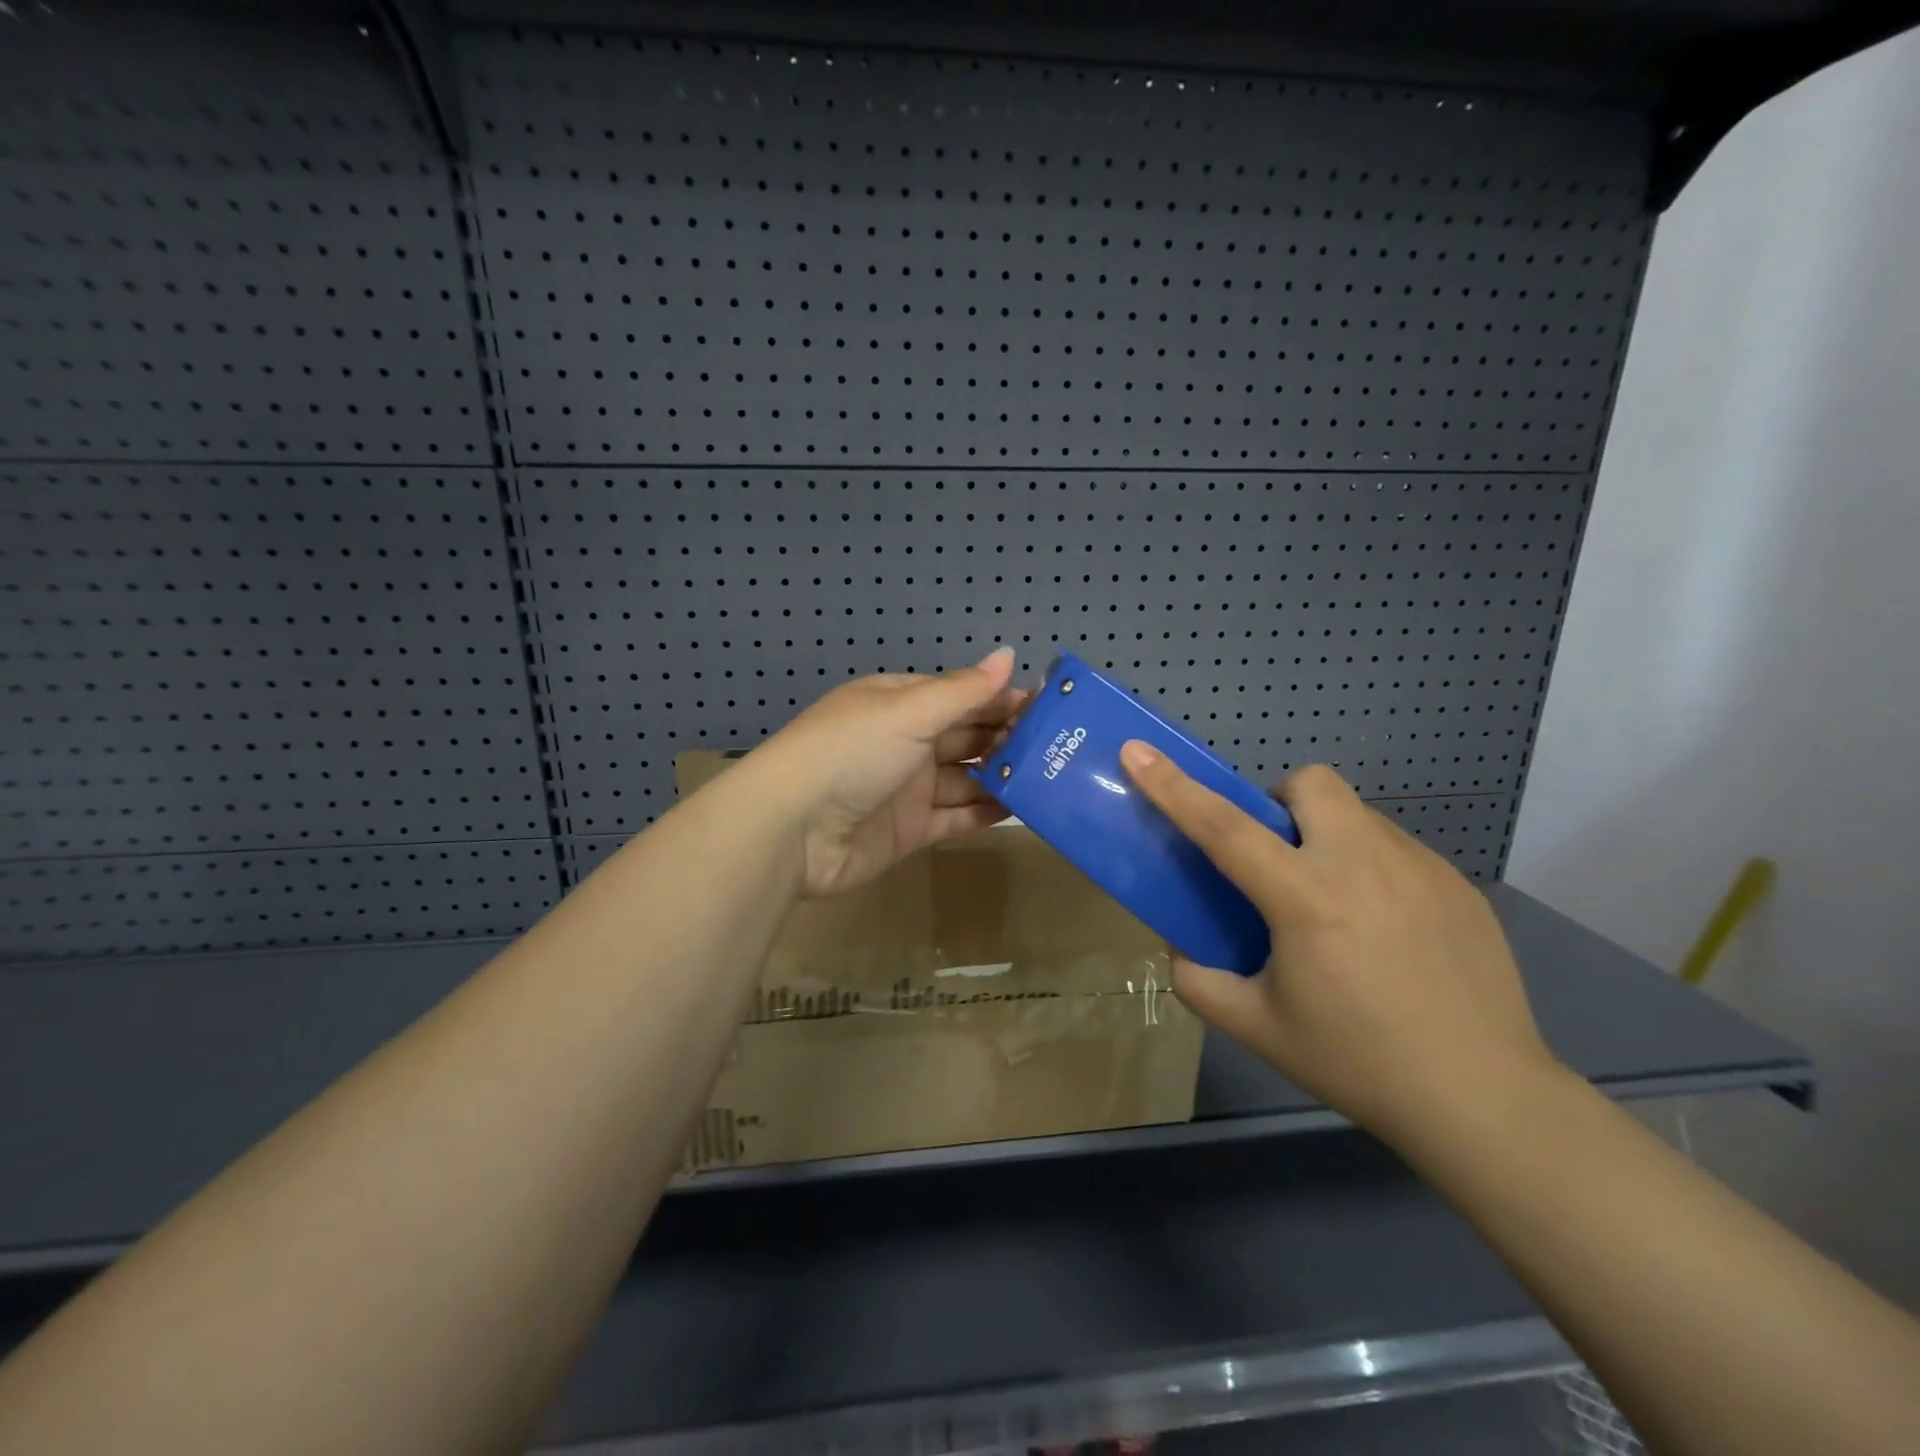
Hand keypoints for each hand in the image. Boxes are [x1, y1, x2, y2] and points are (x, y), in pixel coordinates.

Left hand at [746, 648, 1028, 897]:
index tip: (1048, 705)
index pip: (959, 695)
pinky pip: (955, 816)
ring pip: (965, 777)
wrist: (793, 829)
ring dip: (1001, 775)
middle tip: (1060, 744)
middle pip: (965, 735)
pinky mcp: (910, 830)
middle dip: (1007, 737)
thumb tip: (1007, 654)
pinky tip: (1022, 807)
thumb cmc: (851, 752)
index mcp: (898, 703)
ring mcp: (907, 788)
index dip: (1000, 698)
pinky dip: (985, 811)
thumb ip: (963, 690)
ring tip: (1052, 776)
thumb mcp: (908, 711)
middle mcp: (904, 742)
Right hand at [1118, 744, 1564, 1151]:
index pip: (1223, 826)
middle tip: (1277, 859)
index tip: (1137, 751)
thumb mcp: (1256, 1027)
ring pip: (1355, 814)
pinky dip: (1370, 867)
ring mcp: (1420, 868)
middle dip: (1279, 804)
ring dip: (1327, 837)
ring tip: (1334, 903)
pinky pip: (1395, 848)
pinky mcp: (1457, 884)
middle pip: (1309, 784)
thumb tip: (1182, 944)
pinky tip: (1384, 930)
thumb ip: (1198, 979)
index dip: (1173, 786)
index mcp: (1305, 898)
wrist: (1486, 1101)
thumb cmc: (1357, 1062)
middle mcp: (1363, 864)